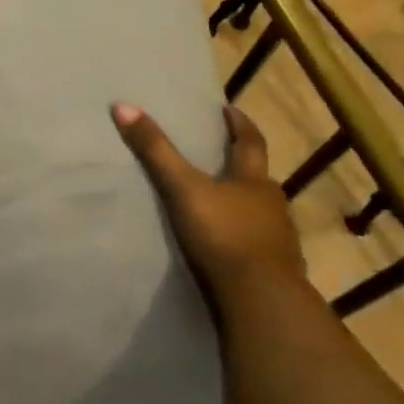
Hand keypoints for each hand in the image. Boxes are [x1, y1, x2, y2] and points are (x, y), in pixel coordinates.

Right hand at [112, 102, 304, 296]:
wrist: (260, 297)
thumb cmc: (223, 234)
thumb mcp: (182, 189)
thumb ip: (155, 151)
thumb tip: (124, 105)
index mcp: (254, 180)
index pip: (251, 142)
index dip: (239, 124)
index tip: (229, 110)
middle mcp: (273, 204)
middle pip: (259, 177)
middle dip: (242, 165)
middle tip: (223, 155)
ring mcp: (279, 238)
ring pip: (261, 211)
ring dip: (244, 203)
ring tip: (221, 202)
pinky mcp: (276, 268)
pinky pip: (260, 244)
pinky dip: (245, 237)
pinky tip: (230, 245)